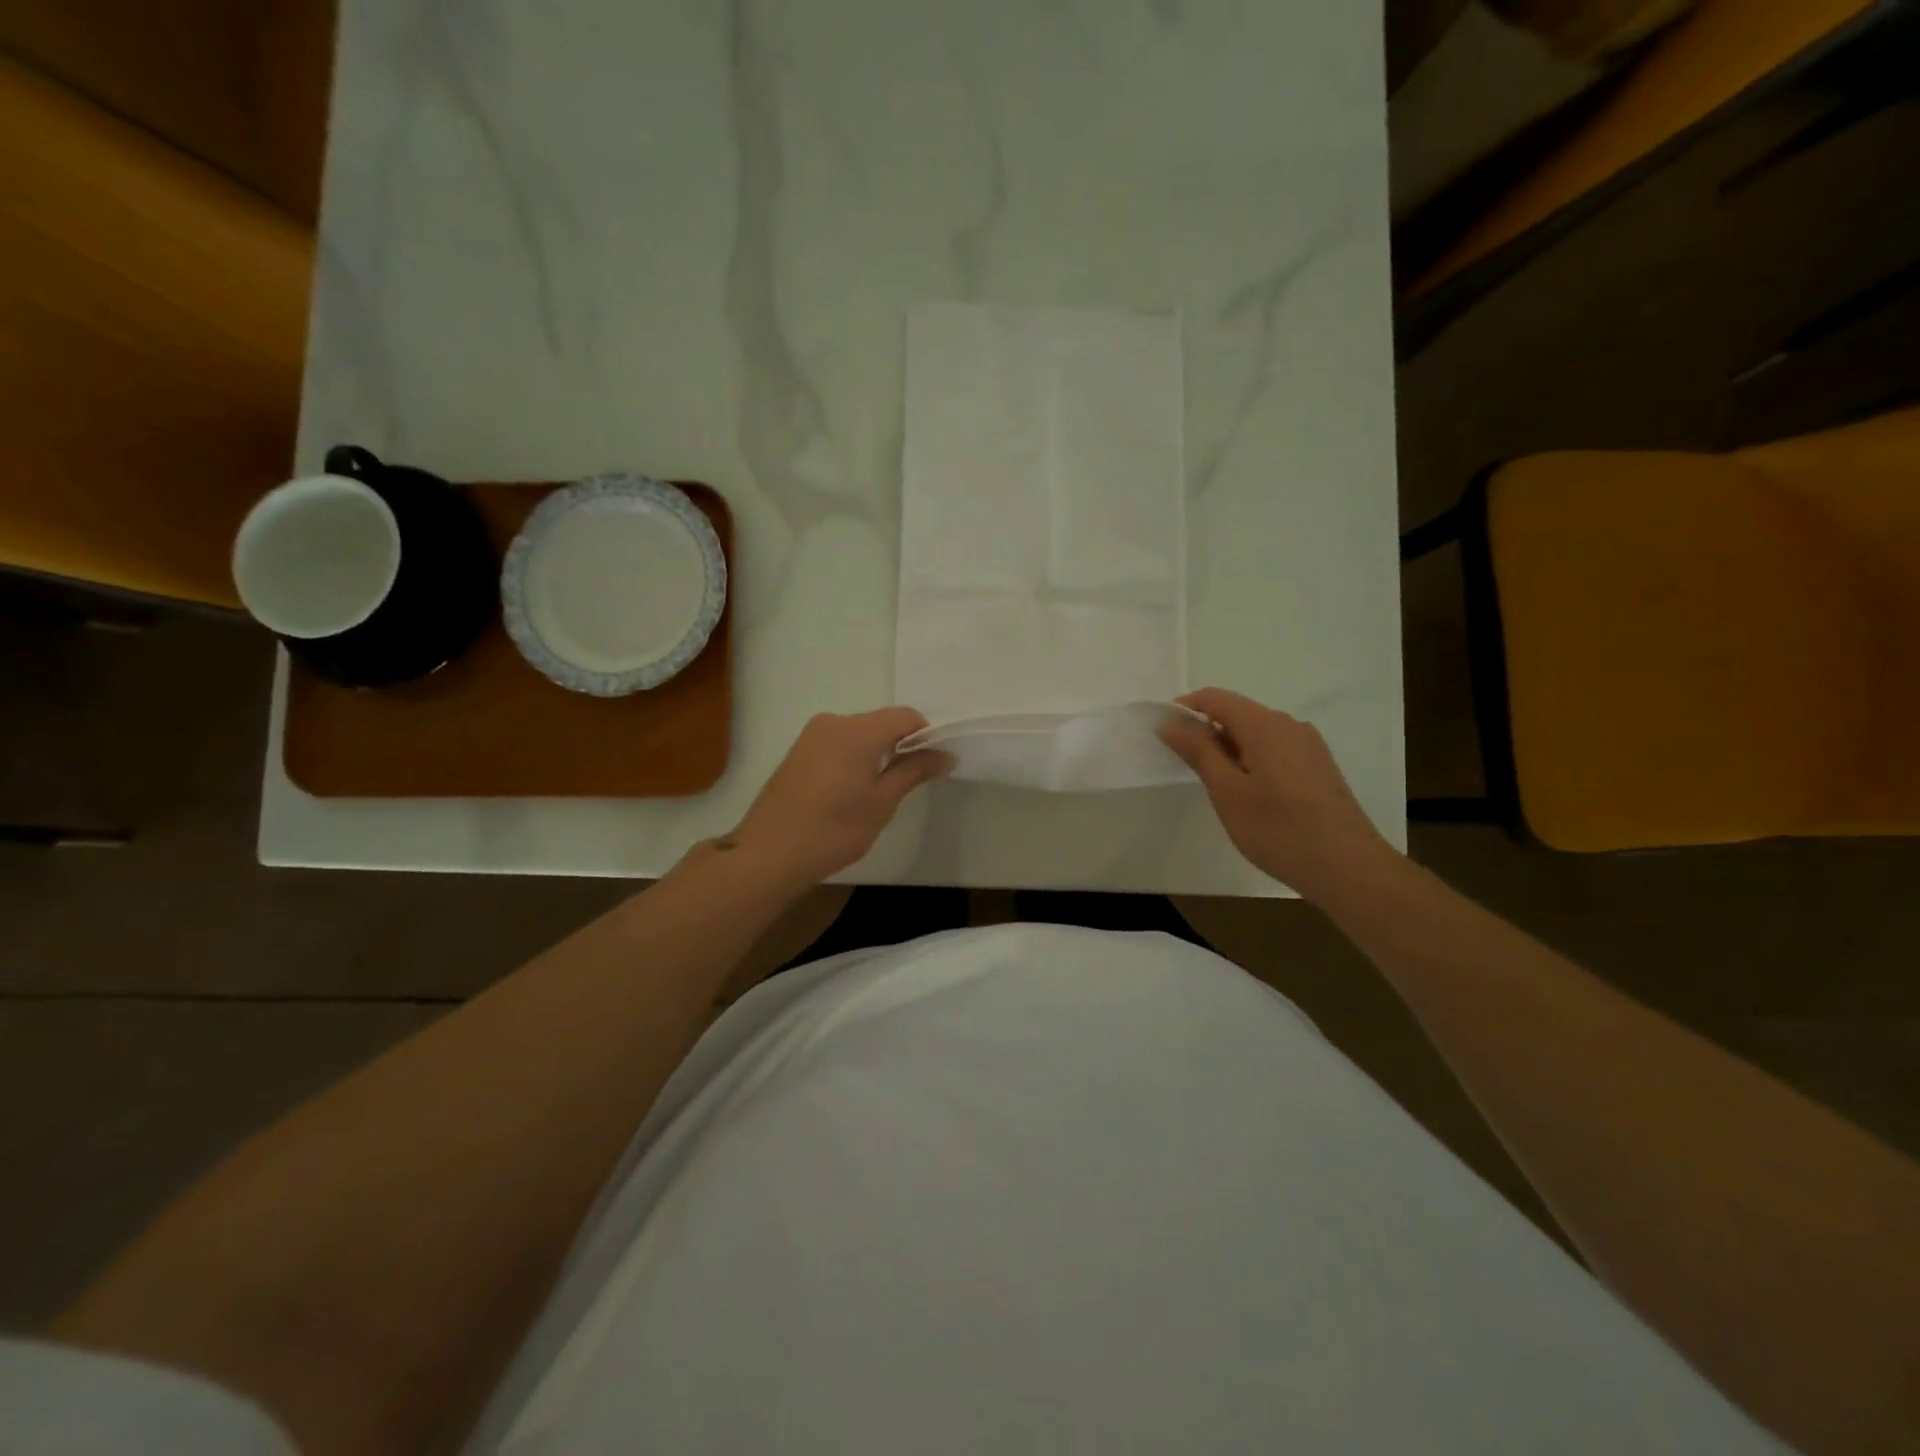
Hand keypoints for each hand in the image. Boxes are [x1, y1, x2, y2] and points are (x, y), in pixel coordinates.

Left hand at [731, 708, 953, 885]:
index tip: (934, 764)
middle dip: (901, 745)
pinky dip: (854, 757)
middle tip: (911, 782)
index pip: (906, 716)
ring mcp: (812, 736)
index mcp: (858, 730)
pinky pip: (838, 743)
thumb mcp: (882, 802)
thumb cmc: (834, 829)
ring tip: (880, 791)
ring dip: (877, 752)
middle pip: (881, 722)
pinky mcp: (798, 751)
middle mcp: (834, 722)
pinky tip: (852, 790)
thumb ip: (914, 770)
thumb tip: (945, 754)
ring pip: (859, 733)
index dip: (927, 735)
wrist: (769, 854)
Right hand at [1159, 688, 1396, 902]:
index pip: (1216, 698)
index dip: (1185, 708)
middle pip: (1238, 712)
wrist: (1348, 867)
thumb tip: (1171, 721)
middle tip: (1184, 764)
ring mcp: (1309, 746)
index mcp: (1265, 725)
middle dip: (1206, 729)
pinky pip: (1276, 748)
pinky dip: (1252, 758)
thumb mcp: (1227, 791)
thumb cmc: (1278, 829)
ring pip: (1258, 732)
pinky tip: (1248, 791)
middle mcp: (1290, 725)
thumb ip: (1198, 751)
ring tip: (1214, 782)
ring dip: (1229, 746)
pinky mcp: (1319, 767)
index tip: (1164, 733)